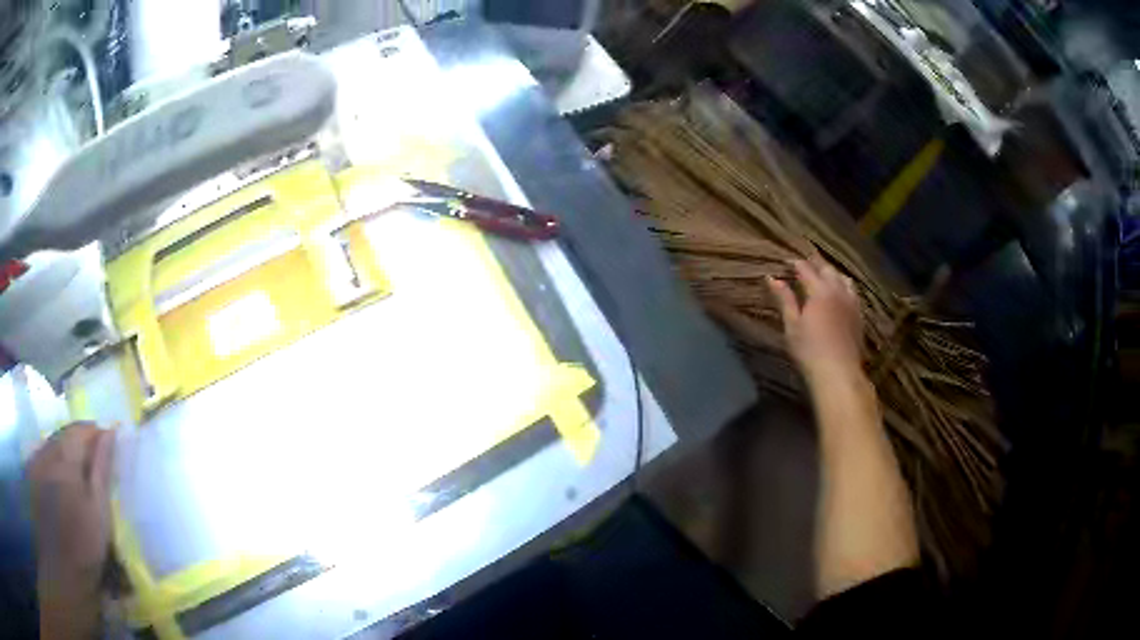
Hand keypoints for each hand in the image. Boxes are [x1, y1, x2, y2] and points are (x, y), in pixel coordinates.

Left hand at [28, 423, 114, 592]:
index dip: (95, 433)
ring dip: (65, 452)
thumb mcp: (98, 512)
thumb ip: (101, 471)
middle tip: (94, 460)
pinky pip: (43, 457)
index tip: (109, 442)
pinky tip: (59, 483)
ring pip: (52, 445)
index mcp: (65, 456)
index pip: (80, 430)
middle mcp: (47, 450)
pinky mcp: (31, 473)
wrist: (62, 569)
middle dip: (78, 442)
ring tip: (76, 474)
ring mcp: (36, 461)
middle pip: (63, 435)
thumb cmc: (84, 544)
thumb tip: (109, 433)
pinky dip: (53, 463)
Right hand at [766, 259, 863, 381]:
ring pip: (843, 278)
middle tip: (805, 263)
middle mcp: (837, 291)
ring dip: (832, 273)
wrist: (838, 372)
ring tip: (825, 275)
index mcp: (819, 291)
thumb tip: (771, 278)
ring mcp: (851, 302)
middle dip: (815, 263)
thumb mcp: (792, 325)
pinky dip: (844, 286)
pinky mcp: (859, 315)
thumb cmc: (809, 350)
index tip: (785, 262)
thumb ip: (784, 299)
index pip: (805, 269)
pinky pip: (853, 292)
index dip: (795, 263)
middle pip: (827, 269)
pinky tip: (841, 294)